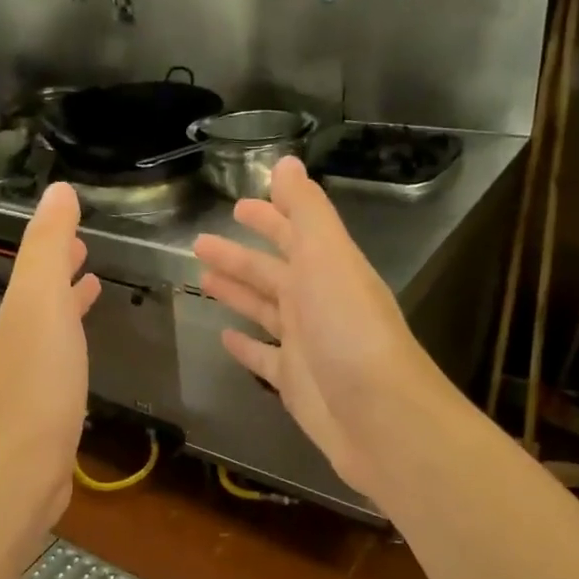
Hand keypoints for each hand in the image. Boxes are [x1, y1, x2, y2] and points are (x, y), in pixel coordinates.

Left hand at [0, 182, 100, 526]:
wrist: (19, 465)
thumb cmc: (37, 378)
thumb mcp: (41, 300)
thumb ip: (48, 246)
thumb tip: (58, 188)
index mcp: (23, 308)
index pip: (40, 264)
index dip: (57, 242)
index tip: (77, 225)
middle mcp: (24, 336)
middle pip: (43, 292)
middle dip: (62, 269)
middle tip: (86, 249)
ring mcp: (35, 374)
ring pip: (54, 326)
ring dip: (70, 302)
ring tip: (93, 287)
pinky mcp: (50, 407)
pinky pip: (65, 362)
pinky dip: (75, 344)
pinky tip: (85, 356)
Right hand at [193, 158, 443, 497]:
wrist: (378, 416)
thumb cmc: (348, 329)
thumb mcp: (328, 256)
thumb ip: (306, 210)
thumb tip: (287, 162)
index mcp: (327, 269)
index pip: (294, 233)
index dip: (270, 216)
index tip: (238, 204)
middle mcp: (317, 302)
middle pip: (272, 271)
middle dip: (239, 255)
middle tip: (199, 243)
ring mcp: (305, 344)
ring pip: (264, 310)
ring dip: (237, 292)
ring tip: (203, 279)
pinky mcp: (294, 382)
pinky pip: (263, 357)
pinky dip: (245, 346)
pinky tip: (223, 337)